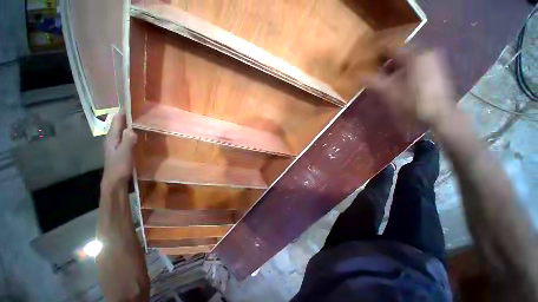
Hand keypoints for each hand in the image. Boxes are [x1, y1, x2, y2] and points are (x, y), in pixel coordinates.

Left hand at [101, 109, 136, 191]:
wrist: (115, 181)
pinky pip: (128, 136)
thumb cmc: (118, 167)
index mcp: (112, 137)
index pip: (117, 120)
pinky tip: (141, 133)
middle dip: (128, 116)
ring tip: (143, 119)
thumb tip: (132, 128)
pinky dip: (134, 132)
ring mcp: (117, 144)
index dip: (123, 111)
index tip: (133, 103)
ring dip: (131, 124)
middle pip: (120, 123)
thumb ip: (128, 141)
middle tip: (142, 110)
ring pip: (124, 129)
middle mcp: (113, 138)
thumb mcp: (124, 154)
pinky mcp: (122, 149)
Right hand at [364, 50, 456, 127]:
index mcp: (414, 55)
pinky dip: (406, 68)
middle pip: (401, 52)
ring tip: (387, 77)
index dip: (377, 53)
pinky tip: (401, 80)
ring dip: (396, 66)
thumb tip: (359, 76)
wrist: (440, 114)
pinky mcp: (437, 68)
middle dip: (387, 61)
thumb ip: (373, 82)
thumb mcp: (389, 93)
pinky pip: (417, 63)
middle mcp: (426, 52)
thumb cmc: (413, 102)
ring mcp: (434, 60)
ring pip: (409, 58)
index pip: (391, 48)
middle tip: (376, 71)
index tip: (367, 59)